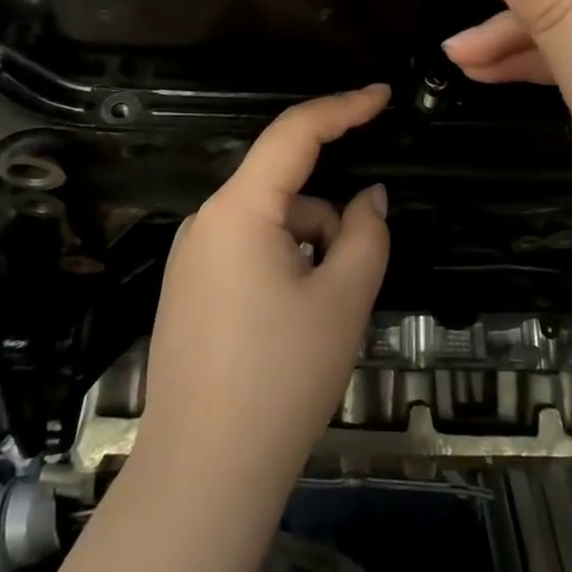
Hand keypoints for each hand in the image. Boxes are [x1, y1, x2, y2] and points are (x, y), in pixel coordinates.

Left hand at [136, 86, 391, 494]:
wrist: (203, 475)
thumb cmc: (281, 379)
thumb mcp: (342, 300)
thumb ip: (366, 234)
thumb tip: (369, 198)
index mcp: (239, 210)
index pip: (295, 133)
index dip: (343, 108)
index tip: (382, 96)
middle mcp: (207, 221)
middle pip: (284, 188)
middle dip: (329, 216)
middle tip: (355, 275)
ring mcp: (192, 257)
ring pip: (270, 224)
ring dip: (308, 248)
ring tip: (320, 319)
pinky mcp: (189, 289)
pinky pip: (248, 252)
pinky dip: (283, 266)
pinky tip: (291, 329)